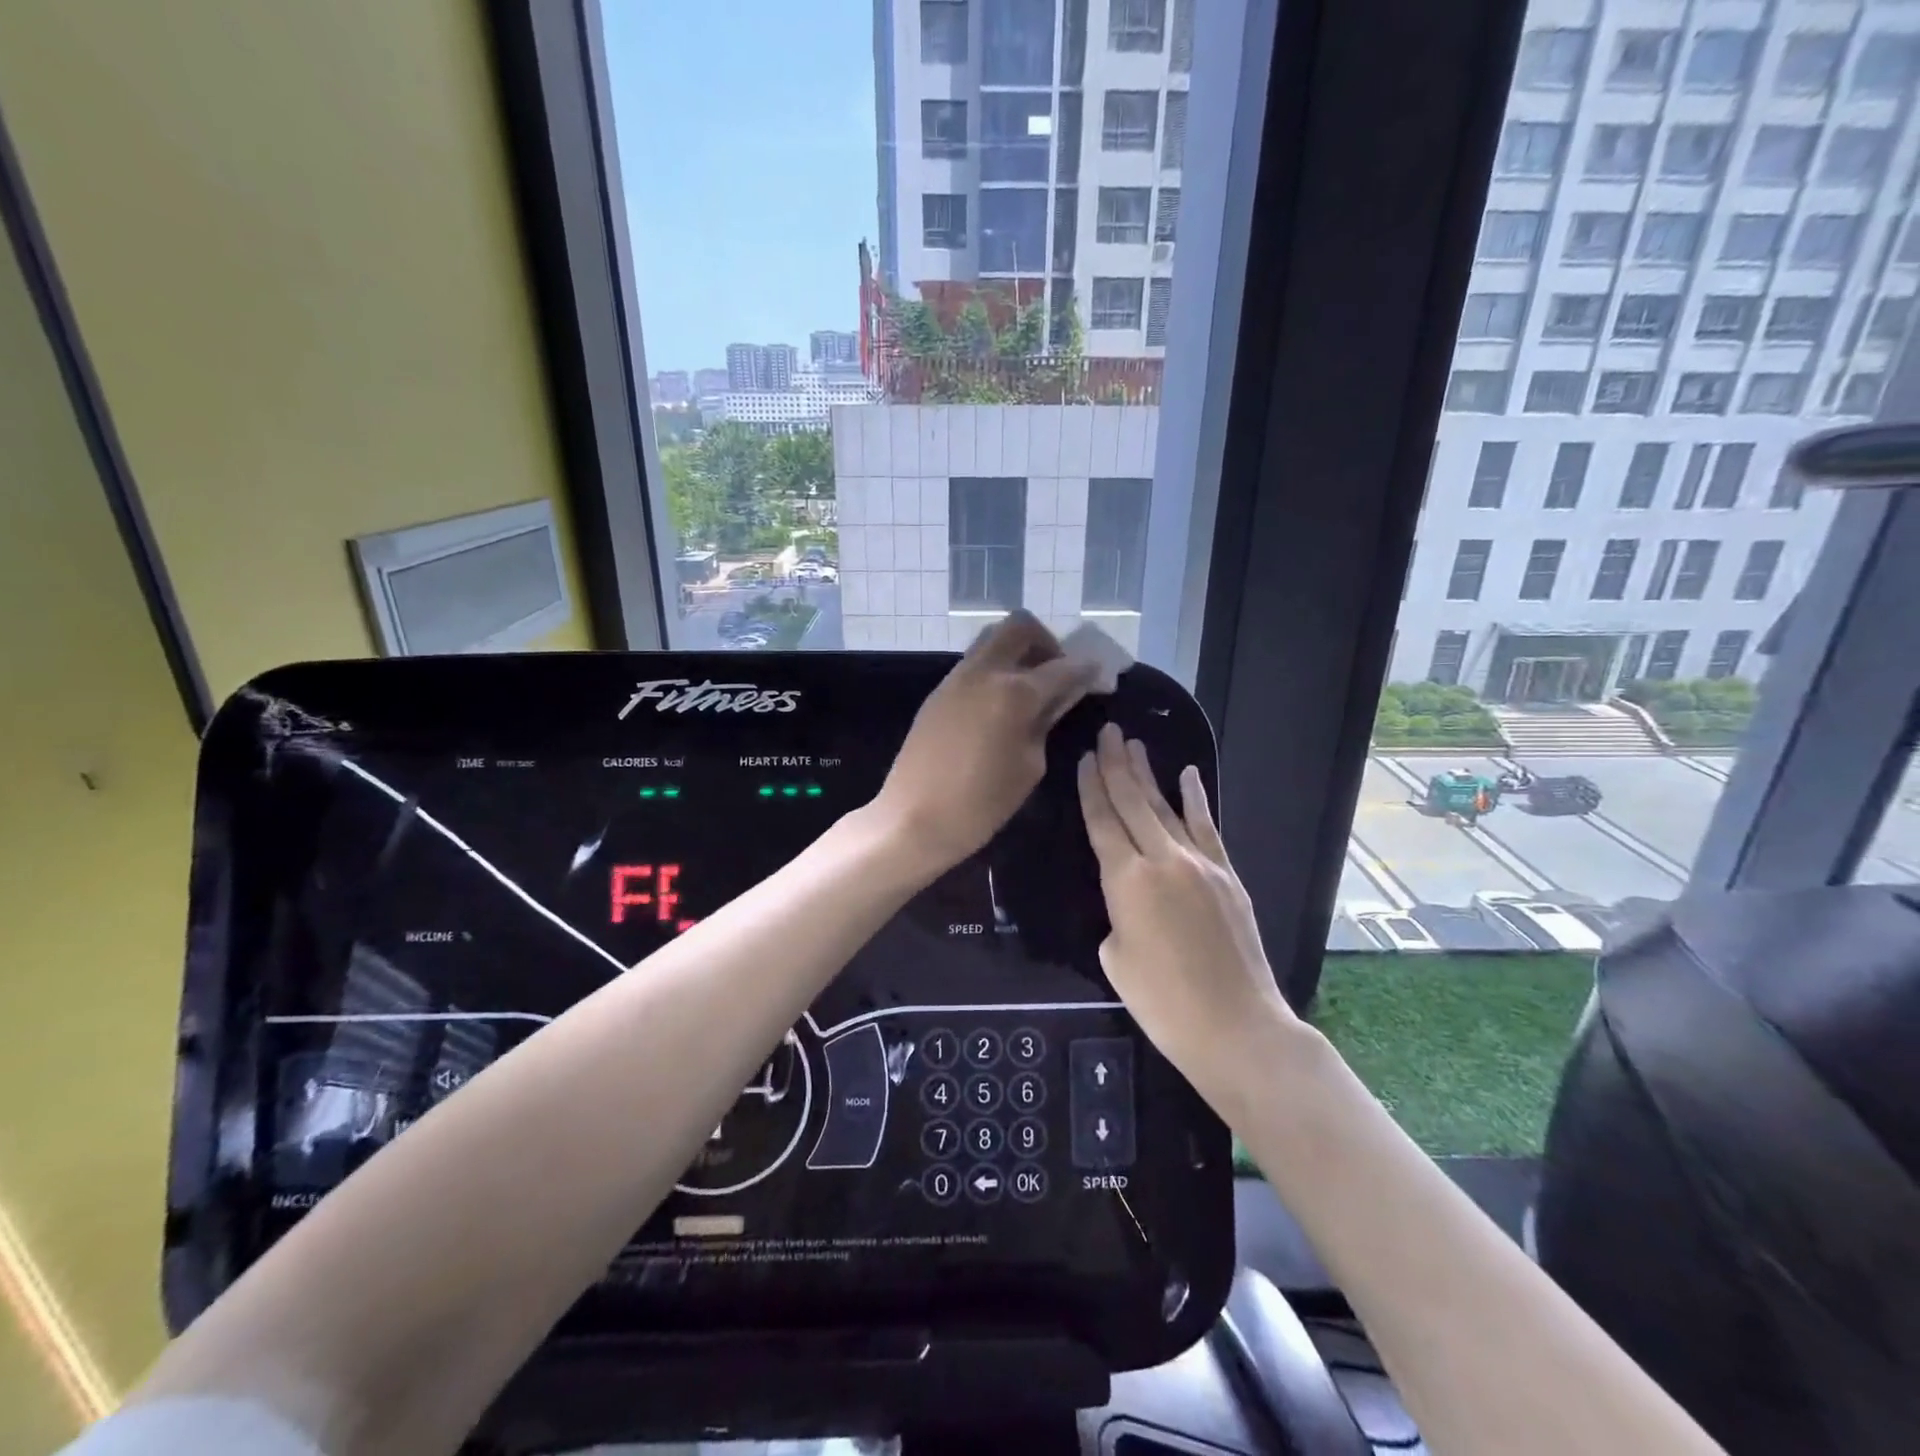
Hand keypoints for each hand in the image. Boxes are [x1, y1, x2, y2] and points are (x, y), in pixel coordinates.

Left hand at [876, 611, 1098, 875]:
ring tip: (1028, 689)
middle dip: (1045, 642)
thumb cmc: (981, 803)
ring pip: (992, 640)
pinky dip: (994, 670)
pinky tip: (1000, 704)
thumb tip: (1058, 700)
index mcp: (1014, 692)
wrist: (913, 818)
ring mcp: (956, 678)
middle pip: (1020, 626)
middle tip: (1055, 672)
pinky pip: (973, 664)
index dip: (1085, 669)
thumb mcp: (1029, 766)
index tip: (1098, 674)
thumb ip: (1046, 724)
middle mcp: (985, 672)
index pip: (1062, 667)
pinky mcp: (938, 692)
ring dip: (1017, 652)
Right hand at [1078, 723, 1302, 1088]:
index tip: (1085, 757)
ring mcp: (1200, 863)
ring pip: (1166, 807)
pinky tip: (1187, 775)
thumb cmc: (1163, 1002)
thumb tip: (1130, 901)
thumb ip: (1117, 915)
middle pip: (1133, 802)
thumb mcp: (1116, 958)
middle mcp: (1162, 859)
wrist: (1235, 1026)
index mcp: (1126, 880)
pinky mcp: (1227, 875)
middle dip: (1117, 764)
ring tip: (1134, 744)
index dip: (1091, 787)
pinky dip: (1195, 799)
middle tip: (1107, 732)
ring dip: (1148, 774)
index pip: (1102, 821)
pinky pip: (1207, 827)